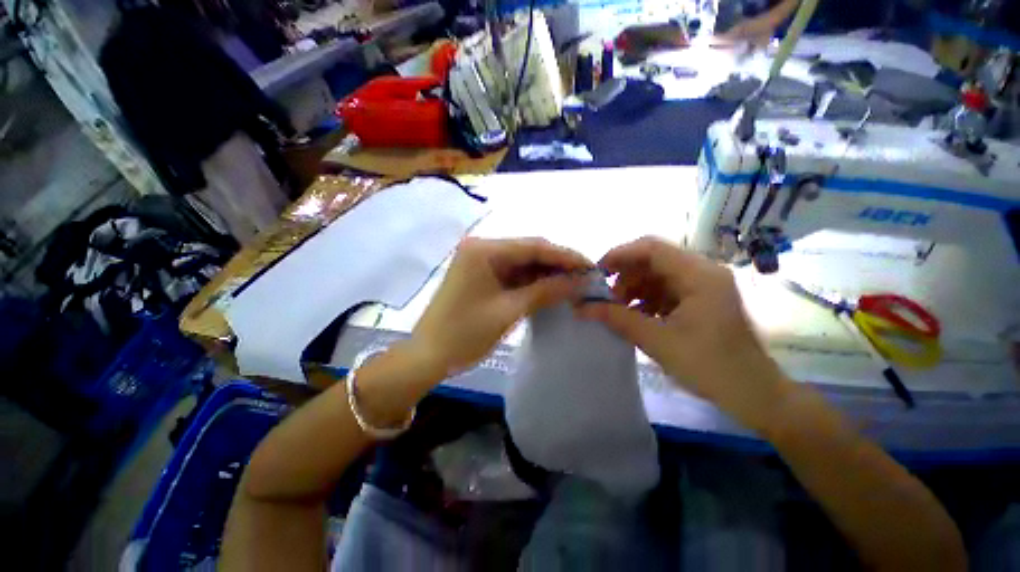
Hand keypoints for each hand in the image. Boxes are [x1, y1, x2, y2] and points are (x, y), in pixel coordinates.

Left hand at [410, 238, 591, 376]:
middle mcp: (481, 248)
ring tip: (573, 284)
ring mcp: (480, 261)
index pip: (533, 246)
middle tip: (585, 277)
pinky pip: (512, 274)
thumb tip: (580, 281)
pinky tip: (550, 289)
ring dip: (546, 274)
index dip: (564, 256)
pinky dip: (531, 282)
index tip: (590, 266)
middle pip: (528, 252)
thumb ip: (546, 291)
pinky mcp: (481, 275)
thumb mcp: (509, 311)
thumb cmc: (465, 333)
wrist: (428, 355)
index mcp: (484, 250)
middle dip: (557, 265)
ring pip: (521, 263)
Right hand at [578, 236, 789, 430]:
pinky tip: (634, 316)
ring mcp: (702, 285)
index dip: (619, 255)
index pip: (651, 248)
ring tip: (617, 310)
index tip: (596, 273)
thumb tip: (582, 307)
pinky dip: (645, 299)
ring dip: (633, 289)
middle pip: (653, 260)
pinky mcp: (699, 299)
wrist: (753, 395)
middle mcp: (702, 272)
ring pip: (656, 275)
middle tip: (605, 298)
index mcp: (699, 275)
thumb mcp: (657, 341)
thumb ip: (617, 319)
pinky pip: (664, 290)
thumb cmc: (709, 366)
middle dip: (624, 276)